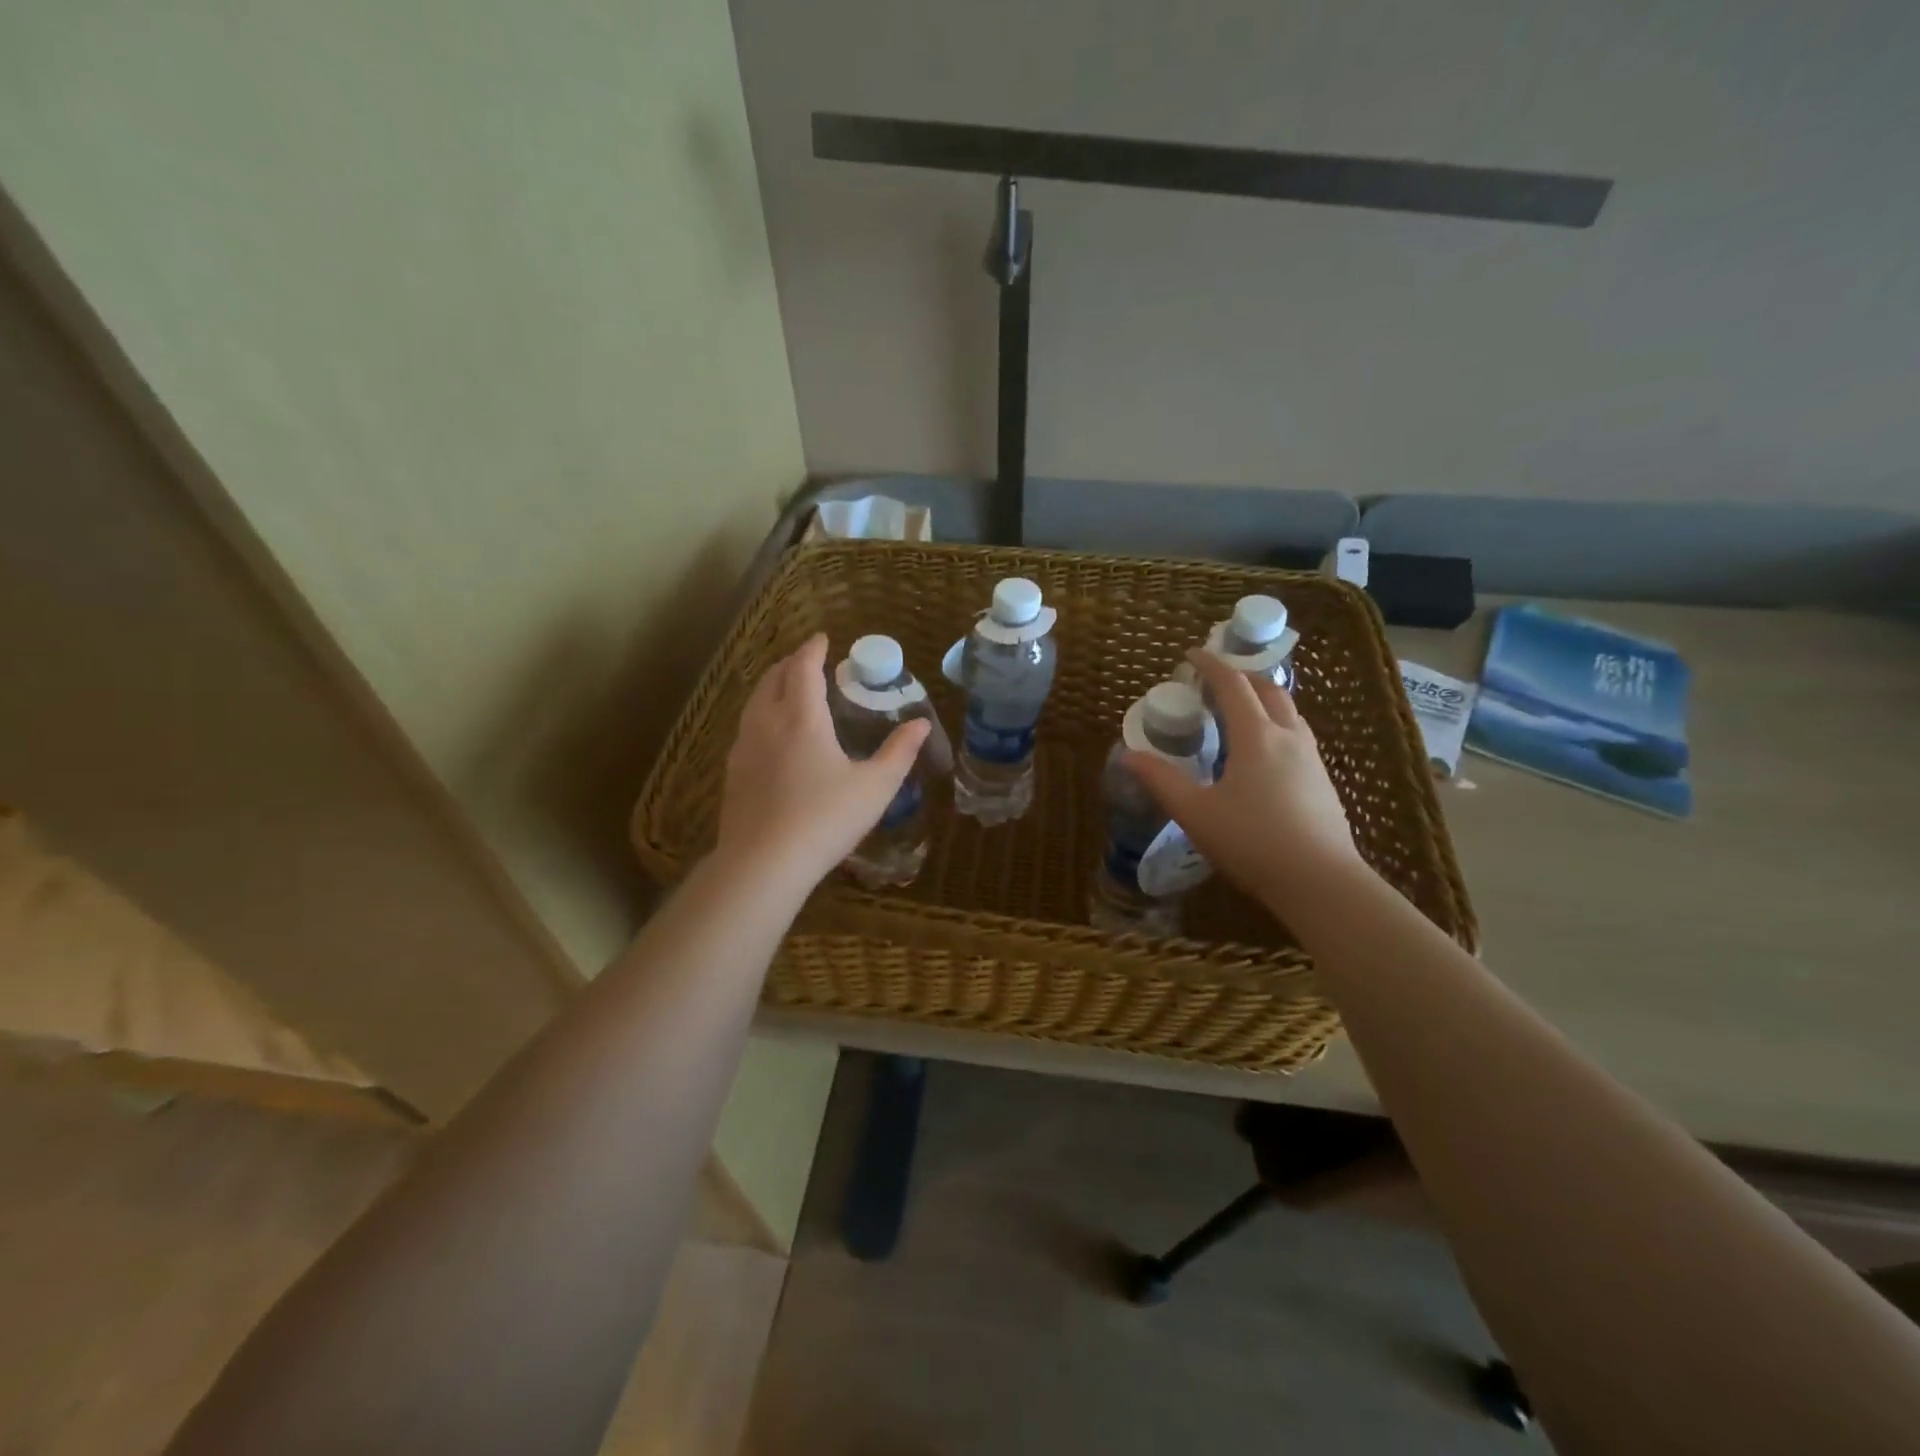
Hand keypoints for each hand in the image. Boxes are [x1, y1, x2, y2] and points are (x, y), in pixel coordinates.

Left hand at [714, 633, 930, 891]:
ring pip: (754, 703)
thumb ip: (899, 752)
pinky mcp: (733, 774)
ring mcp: (744, 748)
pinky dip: (760, 715)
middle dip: (789, 664)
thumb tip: (920, 723)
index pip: (803, 669)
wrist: (763, 863)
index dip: (813, 650)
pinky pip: (746, 729)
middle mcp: (767, 724)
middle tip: (806, 661)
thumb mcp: (875, 787)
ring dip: (771, 687)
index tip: (822, 638)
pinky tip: (770, 736)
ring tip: (786, 690)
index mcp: (802, 718)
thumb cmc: (825, 819)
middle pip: (772, 679)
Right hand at [1124, 650, 1363, 918]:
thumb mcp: (1195, 812)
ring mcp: (1311, 759)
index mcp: (1256, 737)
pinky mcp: (1323, 782)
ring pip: (1289, 712)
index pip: (1233, 685)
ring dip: (1264, 700)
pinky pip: (1298, 736)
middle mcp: (1288, 737)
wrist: (1321, 882)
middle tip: (1216, 681)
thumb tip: (1129, 755)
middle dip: (1241, 677)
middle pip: (1269, 690)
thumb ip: (1161, 781)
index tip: (1191, 655)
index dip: (1210, 666)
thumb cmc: (1252, 842)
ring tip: (1241, 712)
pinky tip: (1265, 754)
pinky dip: (1277, 725)